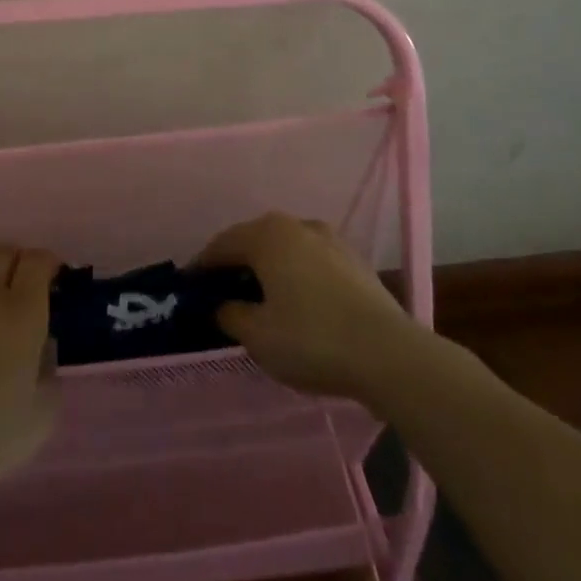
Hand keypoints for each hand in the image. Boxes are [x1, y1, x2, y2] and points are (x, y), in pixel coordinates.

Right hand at [197, 212, 414, 402]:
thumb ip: (231, 315)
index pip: (222, 245)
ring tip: (259, 299)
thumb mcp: (258, 336)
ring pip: (285, 250)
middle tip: (221, 293)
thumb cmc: (312, 339)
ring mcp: (330, 240)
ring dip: (268, 269)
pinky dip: (296, 277)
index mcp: (267, 235)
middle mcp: (297, 225)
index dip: (202, 267)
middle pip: (254, 241)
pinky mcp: (355, 262)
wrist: (390, 355)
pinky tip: (297, 304)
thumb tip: (222, 305)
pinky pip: (311, 263)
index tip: (190, 289)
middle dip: (235, 265)